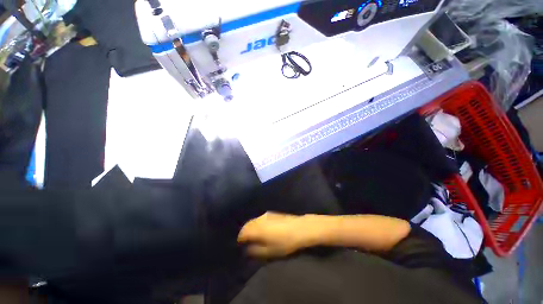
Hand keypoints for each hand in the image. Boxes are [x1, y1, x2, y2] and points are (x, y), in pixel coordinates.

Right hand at [238, 212, 316, 258]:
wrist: (299, 228)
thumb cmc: (284, 242)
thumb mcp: (269, 251)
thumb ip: (256, 250)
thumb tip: (247, 249)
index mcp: (257, 228)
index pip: (243, 232)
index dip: (240, 239)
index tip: (240, 245)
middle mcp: (259, 219)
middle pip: (247, 225)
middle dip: (244, 232)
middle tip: (246, 241)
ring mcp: (265, 215)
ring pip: (253, 220)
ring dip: (251, 227)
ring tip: (253, 235)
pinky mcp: (271, 213)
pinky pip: (259, 218)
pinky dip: (257, 223)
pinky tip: (262, 228)